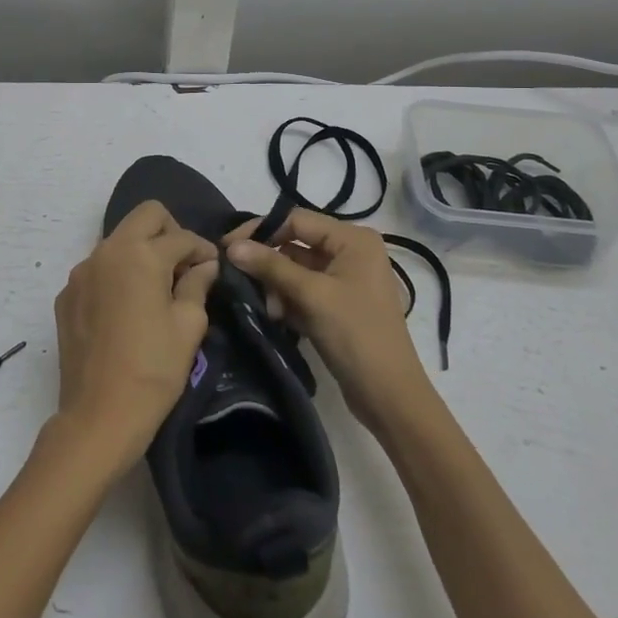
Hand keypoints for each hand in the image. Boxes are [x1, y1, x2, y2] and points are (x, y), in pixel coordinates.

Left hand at [52, 202, 216, 470]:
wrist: (99, 416)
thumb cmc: (153, 370)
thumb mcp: (189, 326)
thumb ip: (197, 285)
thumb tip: (204, 265)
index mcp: (140, 255)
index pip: (180, 236)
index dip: (203, 249)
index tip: (213, 268)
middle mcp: (106, 252)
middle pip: (145, 216)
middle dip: (170, 232)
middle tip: (183, 266)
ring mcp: (81, 273)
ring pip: (118, 240)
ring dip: (141, 252)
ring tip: (156, 288)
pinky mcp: (66, 296)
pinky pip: (98, 269)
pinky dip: (117, 276)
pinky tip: (127, 309)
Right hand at [225, 209, 432, 434]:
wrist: (389, 396)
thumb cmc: (355, 335)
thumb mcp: (312, 296)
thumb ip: (271, 267)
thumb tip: (231, 246)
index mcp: (353, 240)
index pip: (297, 220)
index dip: (261, 231)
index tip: (227, 248)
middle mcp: (352, 252)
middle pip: (296, 245)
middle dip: (270, 264)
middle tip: (241, 281)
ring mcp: (346, 280)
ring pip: (297, 270)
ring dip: (277, 287)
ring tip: (269, 309)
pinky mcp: (339, 305)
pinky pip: (305, 291)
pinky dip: (289, 300)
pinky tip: (278, 318)